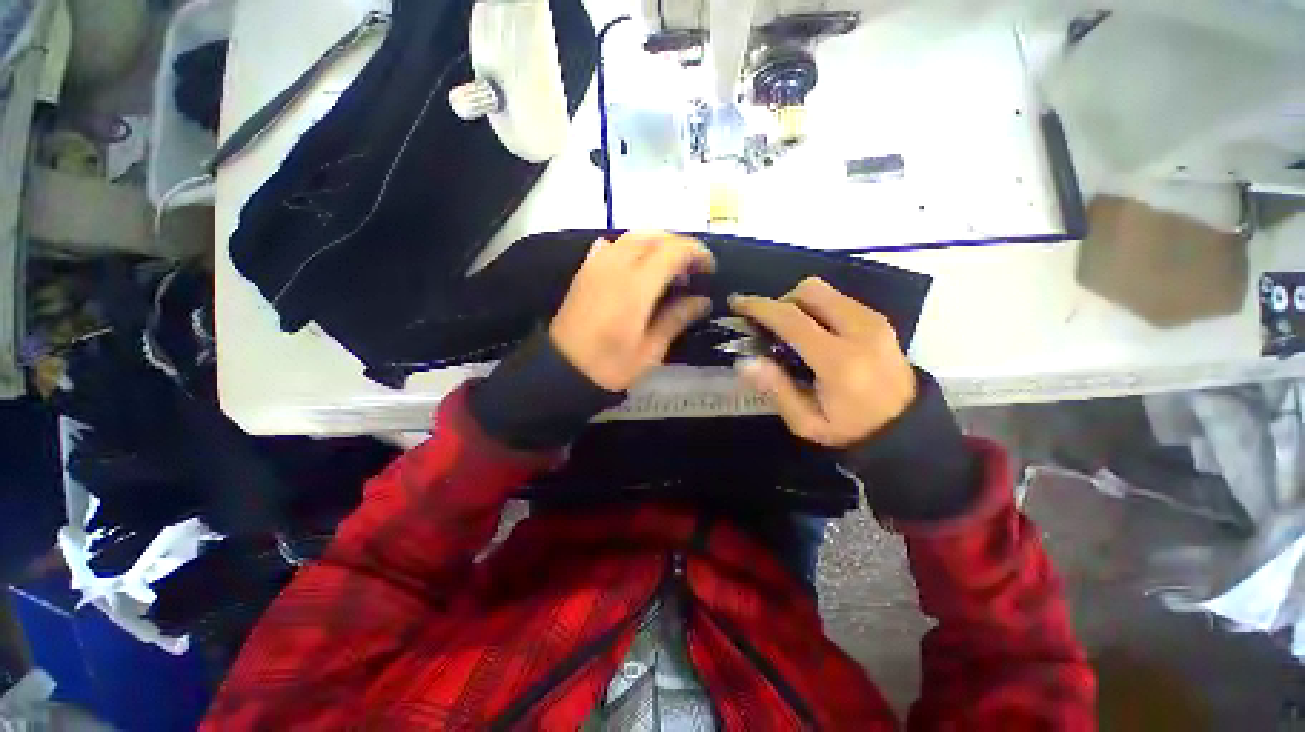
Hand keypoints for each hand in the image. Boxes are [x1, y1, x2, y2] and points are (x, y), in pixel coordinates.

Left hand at [551, 231, 716, 390]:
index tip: (709, 268)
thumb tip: (702, 301)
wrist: (562, 371)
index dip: (696, 253)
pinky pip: (611, 246)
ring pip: (632, 236)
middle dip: (678, 245)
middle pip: (654, 236)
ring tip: (668, 269)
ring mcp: (597, 265)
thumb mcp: (651, 350)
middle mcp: (616, 266)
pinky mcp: (584, 271)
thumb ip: (676, 319)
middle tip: (691, 269)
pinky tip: (636, 268)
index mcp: (636, 287)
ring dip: (656, 244)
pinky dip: (630, 248)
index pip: (673, 250)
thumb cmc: (610, 366)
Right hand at [729, 278, 916, 447]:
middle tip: (770, 326)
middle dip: (781, 300)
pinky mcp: (879, 320)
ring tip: (791, 331)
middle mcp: (859, 331)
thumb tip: (746, 361)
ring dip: (799, 303)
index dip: (760, 307)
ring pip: (825, 291)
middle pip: (810, 291)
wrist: (908, 430)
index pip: (792, 319)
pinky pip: (839, 300)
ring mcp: (874, 321)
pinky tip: (814, 333)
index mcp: (839, 361)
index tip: (737, 303)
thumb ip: (776, 388)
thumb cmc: (851, 430)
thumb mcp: (806, 422)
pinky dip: (817, 308)